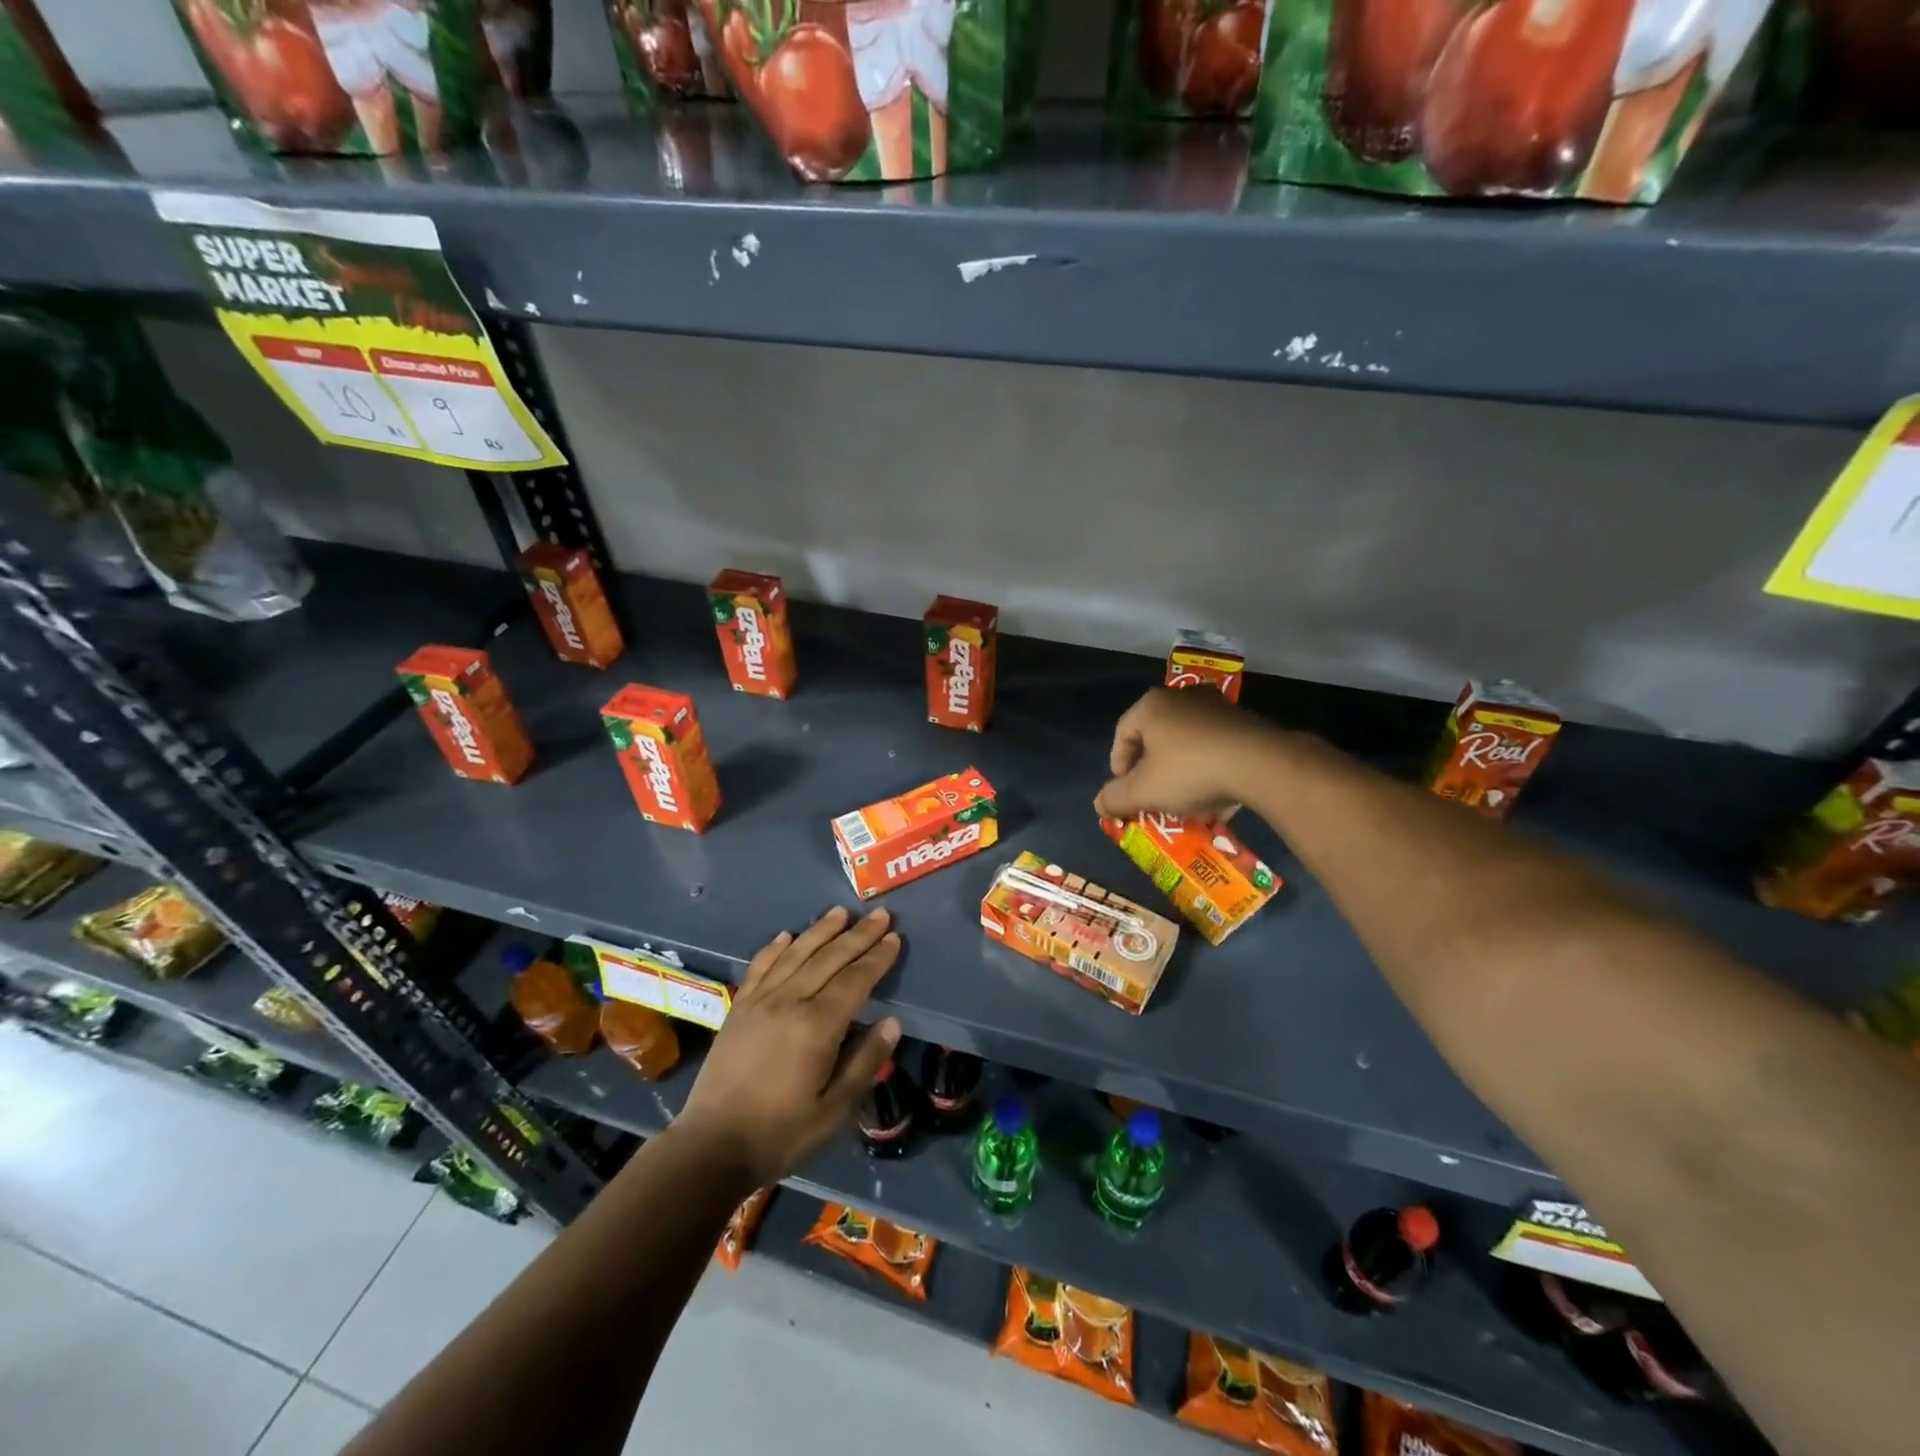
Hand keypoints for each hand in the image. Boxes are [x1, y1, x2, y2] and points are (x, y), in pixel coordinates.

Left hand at [675, 907, 901, 1187]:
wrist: (711, 1147)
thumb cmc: (780, 1133)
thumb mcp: (834, 1110)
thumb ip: (865, 1063)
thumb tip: (892, 1023)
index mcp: (817, 1026)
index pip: (855, 980)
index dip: (877, 958)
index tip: (894, 937)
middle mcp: (789, 1002)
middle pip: (829, 959)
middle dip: (857, 935)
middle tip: (880, 915)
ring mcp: (759, 1001)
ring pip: (796, 954)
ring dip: (820, 930)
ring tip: (840, 911)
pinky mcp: (738, 1008)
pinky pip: (759, 967)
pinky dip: (774, 947)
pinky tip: (787, 934)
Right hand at [1093, 686, 1280, 819]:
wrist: (1261, 764)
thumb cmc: (1190, 771)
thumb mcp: (1144, 791)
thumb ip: (1115, 798)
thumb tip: (1099, 804)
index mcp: (1151, 706)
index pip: (1122, 735)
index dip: (1119, 768)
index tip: (1127, 794)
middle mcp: (1181, 698)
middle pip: (1155, 739)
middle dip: (1152, 773)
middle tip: (1154, 798)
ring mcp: (1216, 707)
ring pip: (1187, 745)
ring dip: (1182, 774)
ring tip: (1185, 803)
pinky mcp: (1243, 721)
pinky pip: (1215, 748)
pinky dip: (1209, 771)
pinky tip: (1215, 799)